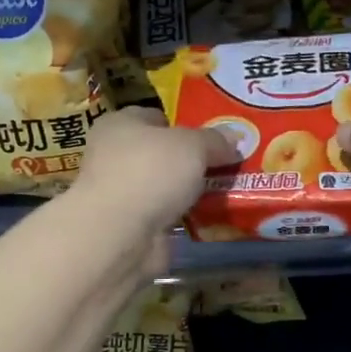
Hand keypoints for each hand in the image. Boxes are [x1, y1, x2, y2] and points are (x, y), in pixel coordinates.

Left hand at [71, 107, 235, 238]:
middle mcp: (115, 156)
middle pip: (163, 152)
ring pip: (166, 185)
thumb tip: (235, 138)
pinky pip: (168, 214)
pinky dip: (186, 216)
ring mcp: (123, 193)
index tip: (215, 135)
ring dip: (191, 190)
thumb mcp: (192, 145)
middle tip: (228, 163)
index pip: (156, 117)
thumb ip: (215, 140)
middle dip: (192, 159)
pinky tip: (212, 216)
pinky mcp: (133, 225)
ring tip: (228, 189)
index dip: (185, 123)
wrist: (120, 234)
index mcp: (120, 125)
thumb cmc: (150, 172)